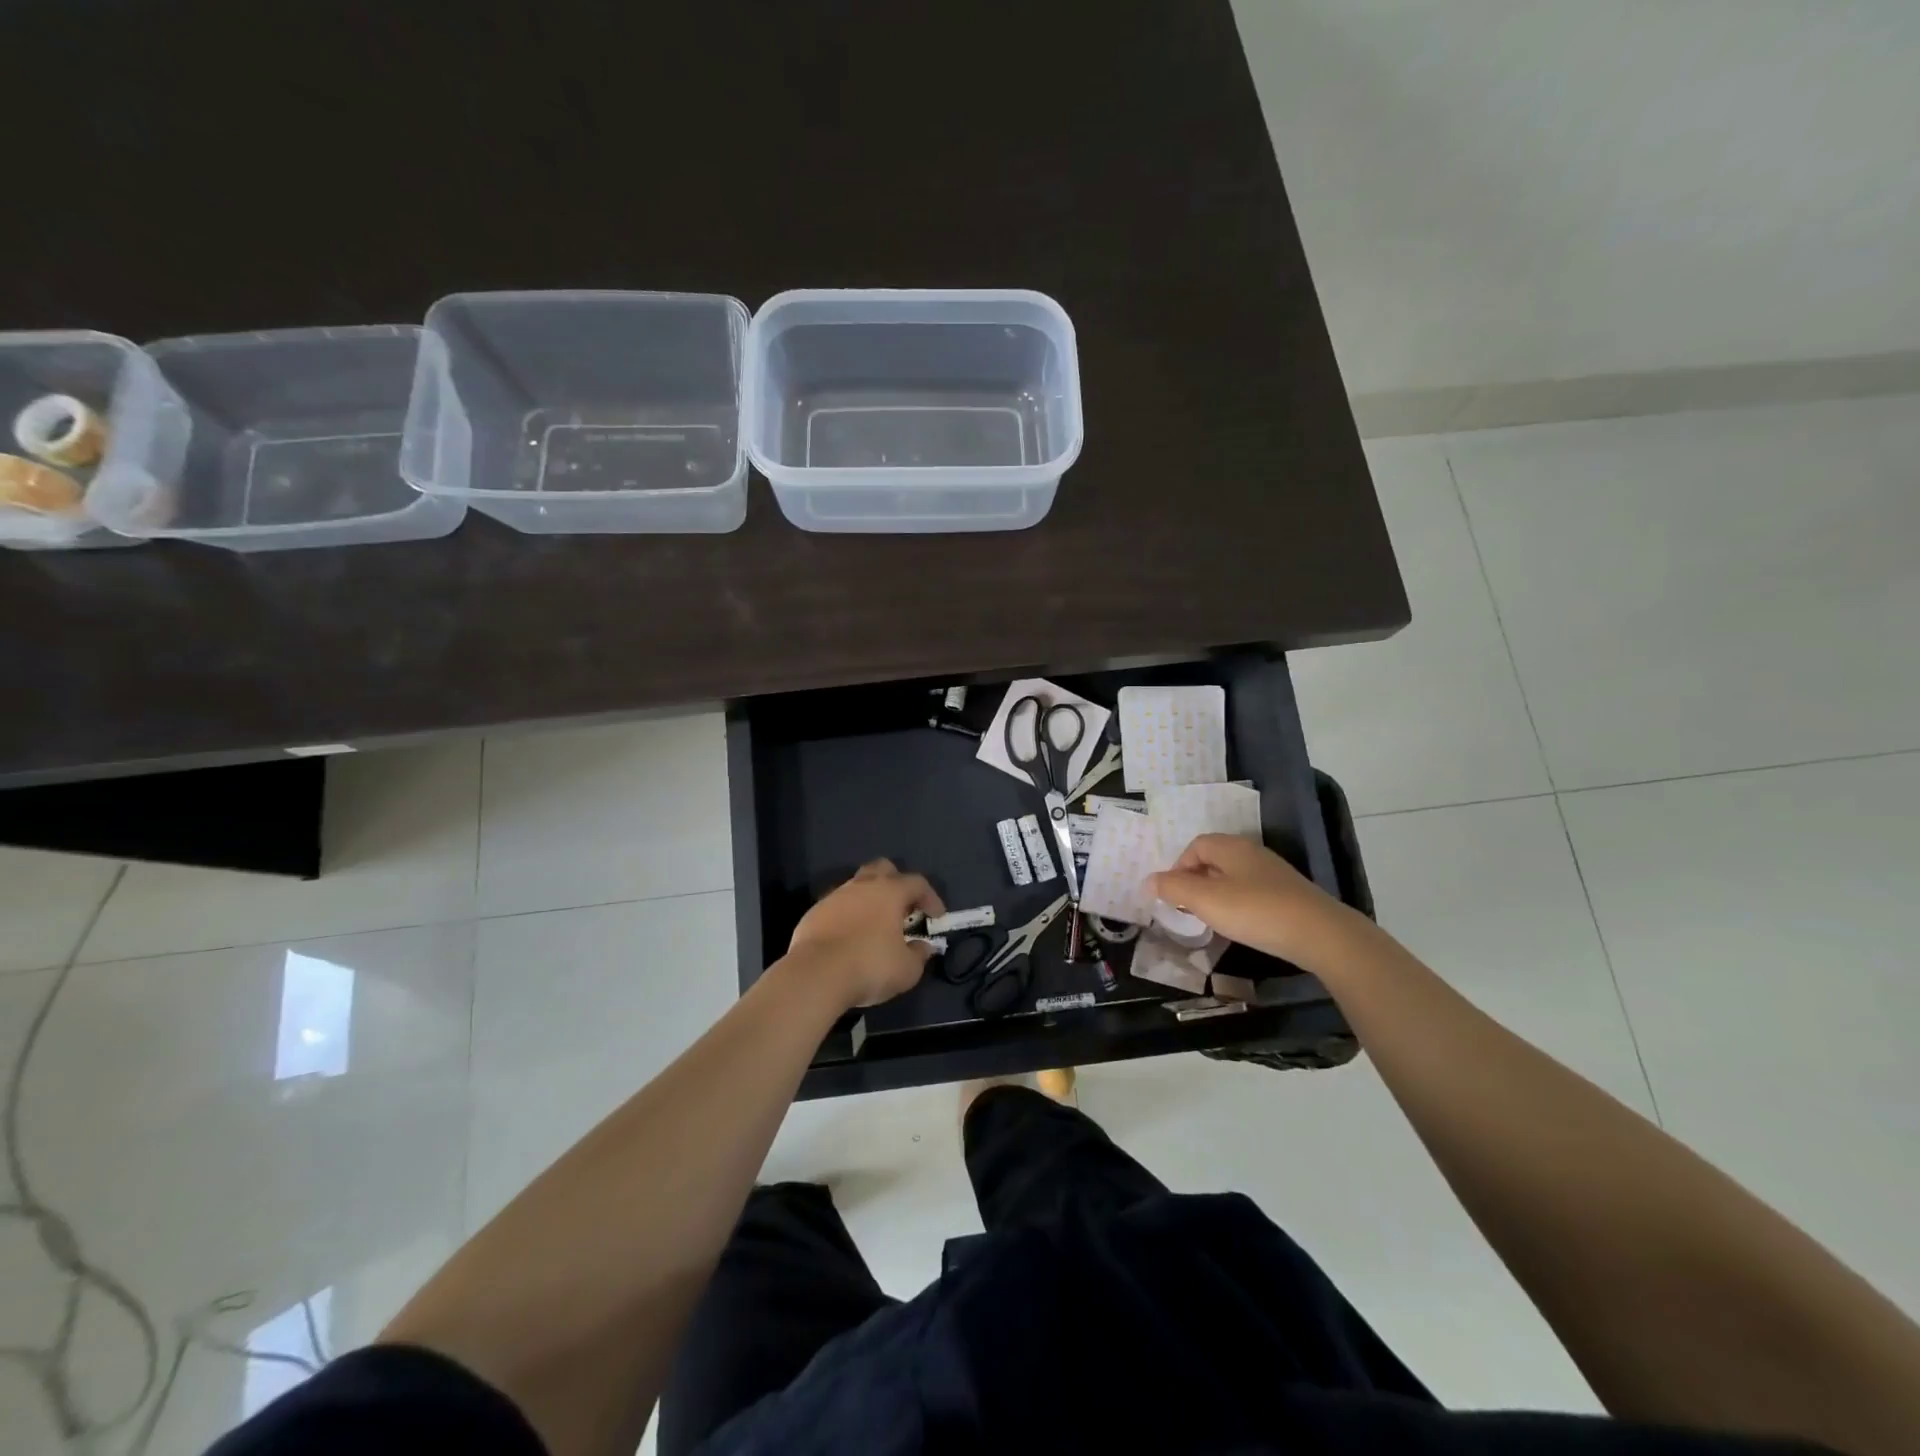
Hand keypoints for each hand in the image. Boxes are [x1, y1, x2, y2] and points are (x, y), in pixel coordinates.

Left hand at [786, 859, 945, 1008]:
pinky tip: (850, 937)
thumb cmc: (869, 966)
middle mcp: (862, 886)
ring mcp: (835, 896)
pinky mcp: (814, 913)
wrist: (815, 975)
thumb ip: (919, 955)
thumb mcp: (907, 970)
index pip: (917, 883)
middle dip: (897, 883)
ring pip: (857, 886)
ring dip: (870, 900)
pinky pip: (837, 906)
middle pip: (883, 869)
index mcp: (890, 892)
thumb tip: (924, 947)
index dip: (931, 898)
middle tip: (903, 909)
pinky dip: (848, 916)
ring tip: (876, 925)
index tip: (936, 917)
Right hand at [1148, 834, 1360, 971]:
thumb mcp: (1206, 901)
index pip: (1196, 845)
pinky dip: (1239, 905)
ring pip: (1234, 877)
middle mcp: (1253, 853)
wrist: (1320, 934)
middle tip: (1187, 907)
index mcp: (1232, 847)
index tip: (1173, 894)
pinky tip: (1241, 926)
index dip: (1178, 866)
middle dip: (1196, 880)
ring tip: (1211, 919)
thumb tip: (1148, 880)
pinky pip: (1253, 893)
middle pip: (1215, 859)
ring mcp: (1274, 874)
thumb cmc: (1255, 911)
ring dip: (1217, 894)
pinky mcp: (1290, 895)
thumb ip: (1174, 889)